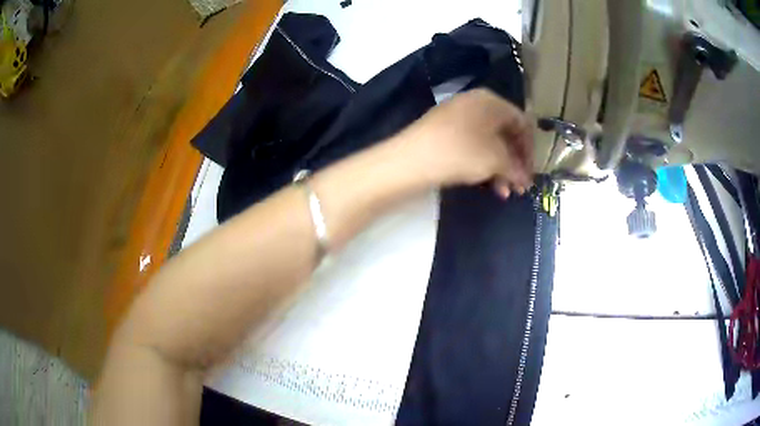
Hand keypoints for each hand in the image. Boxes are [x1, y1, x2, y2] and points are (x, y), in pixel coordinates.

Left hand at [393, 89, 532, 197]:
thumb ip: (516, 169)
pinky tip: (487, 186)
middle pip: (505, 134)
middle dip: (515, 163)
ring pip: (488, 143)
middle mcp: (475, 104)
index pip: (521, 123)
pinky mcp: (443, 133)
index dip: (530, 150)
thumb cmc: (462, 152)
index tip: (531, 173)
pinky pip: (472, 146)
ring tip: (504, 193)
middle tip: (519, 187)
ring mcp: (457, 117)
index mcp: (491, 101)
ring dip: (500, 169)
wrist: (410, 159)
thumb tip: (525, 180)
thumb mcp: (496, 160)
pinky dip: (483, 165)